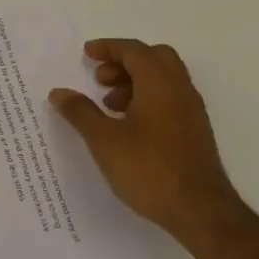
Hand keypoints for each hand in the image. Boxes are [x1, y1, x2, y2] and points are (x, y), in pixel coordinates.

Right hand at [48, 39, 243, 247]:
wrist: (199, 210)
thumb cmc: (149, 169)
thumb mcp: (104, 140)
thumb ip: (80, 112)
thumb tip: (59, 92)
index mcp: (160, 83)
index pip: (134, 51)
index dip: (108, 48)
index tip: (86, 54)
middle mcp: (180, 90)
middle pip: (154, 58)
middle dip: (124, 62)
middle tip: (99, 79)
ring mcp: (191, 111)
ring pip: (163, 79)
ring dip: (135, 82)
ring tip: (109, 106)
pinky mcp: (194, 131)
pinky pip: (169, 99)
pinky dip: (147, 99)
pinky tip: (128, 127)